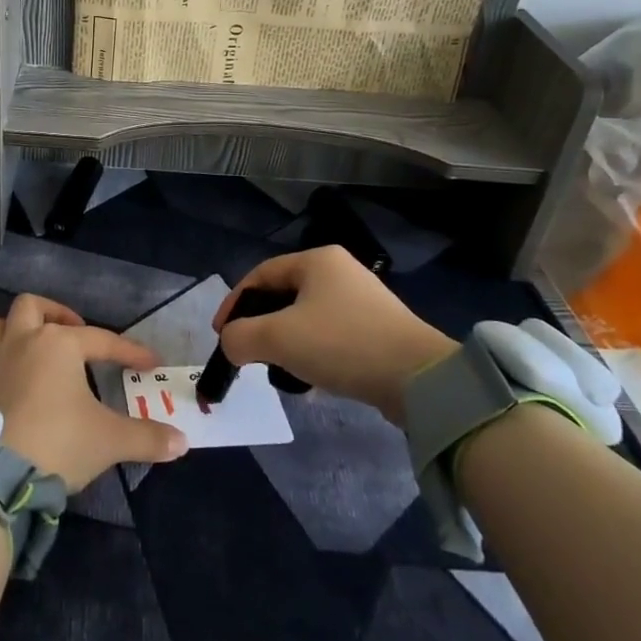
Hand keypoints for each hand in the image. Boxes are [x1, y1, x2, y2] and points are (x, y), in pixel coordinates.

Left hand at [0, 294, 187, 489]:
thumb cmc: (59, 443)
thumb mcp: (110, 441)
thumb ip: (147, 438)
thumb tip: (182, 442)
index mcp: (57, 344)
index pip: (101, 340)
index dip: (128, 352)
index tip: (149, 363)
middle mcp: (20, 341)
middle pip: (32, 307)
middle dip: (54, 314)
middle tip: (73, 334)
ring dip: (15, 331)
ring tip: (34, 349)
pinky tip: (8, 383)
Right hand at [212, 246, 457, 421]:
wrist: (419, 380)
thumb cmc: (341, 344)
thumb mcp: (277, 338)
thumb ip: (239, 337)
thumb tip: (230, 344)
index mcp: (317, 260)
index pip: (259, 275)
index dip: (233, 304)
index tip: (221, 335)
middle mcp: (340, 272)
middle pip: (282, 297)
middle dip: (260, 326)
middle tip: (247, 352)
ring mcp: (363, 301)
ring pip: (306, 319)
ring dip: (286, 344)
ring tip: (277, 371)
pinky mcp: (379, 330)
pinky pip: (330, 337)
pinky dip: (312, 355)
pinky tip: (310, 381)